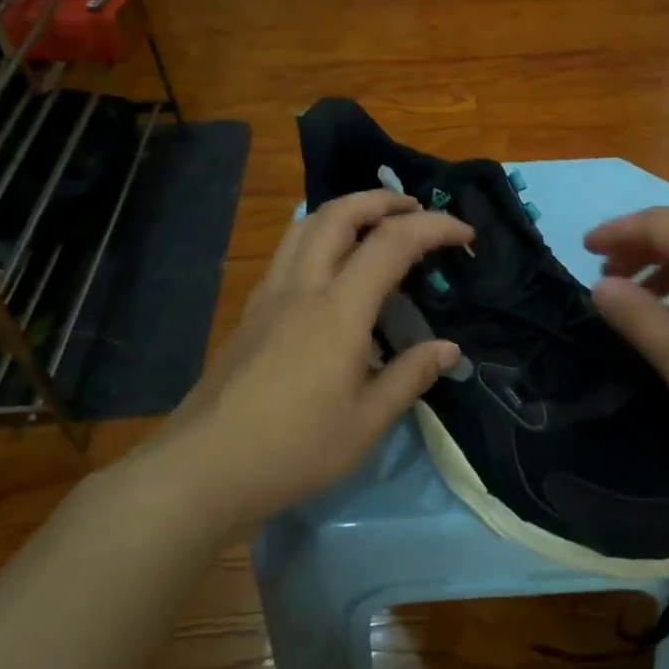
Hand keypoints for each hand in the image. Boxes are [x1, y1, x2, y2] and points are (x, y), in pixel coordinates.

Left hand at [136, 190, 473, 527]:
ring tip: (375, 224)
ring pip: (306, 225)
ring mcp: (269, 295)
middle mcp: (301, 287)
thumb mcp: (366, 421)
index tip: (465, 235)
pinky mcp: (251, 312)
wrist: (203, 468)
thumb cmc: (293, 448)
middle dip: (383, 200)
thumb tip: (448, 348)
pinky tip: (331, 268)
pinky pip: (289, 251)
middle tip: (416, 209)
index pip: (392, 243)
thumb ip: (410, 376)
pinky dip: (320, 236)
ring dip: (346, 210)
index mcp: (338, 310)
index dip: (433, 228)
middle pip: (339, 214)